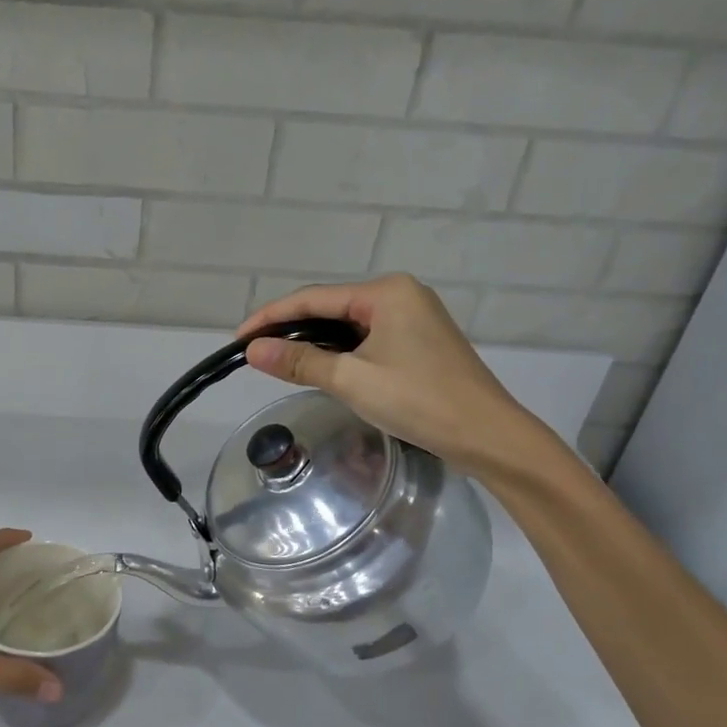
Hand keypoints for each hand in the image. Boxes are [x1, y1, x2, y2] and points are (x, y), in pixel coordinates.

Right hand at [237, 274, 548, 479]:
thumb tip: (253, 350)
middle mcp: (400, 294)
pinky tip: (320, 366)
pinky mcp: (419, 342)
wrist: (488, 435)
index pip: (313, 299)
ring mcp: (413, 317)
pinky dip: (339, 352)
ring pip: (348, 325)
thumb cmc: (419, 401)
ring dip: (313, 342)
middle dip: (290, 328)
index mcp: (386, 292)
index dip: (271, 317)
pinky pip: (366, 339)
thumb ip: (300, 361)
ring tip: (277, 360)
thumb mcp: (352, 380)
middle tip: (254, 352)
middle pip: (330, 307)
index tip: (238, 338)